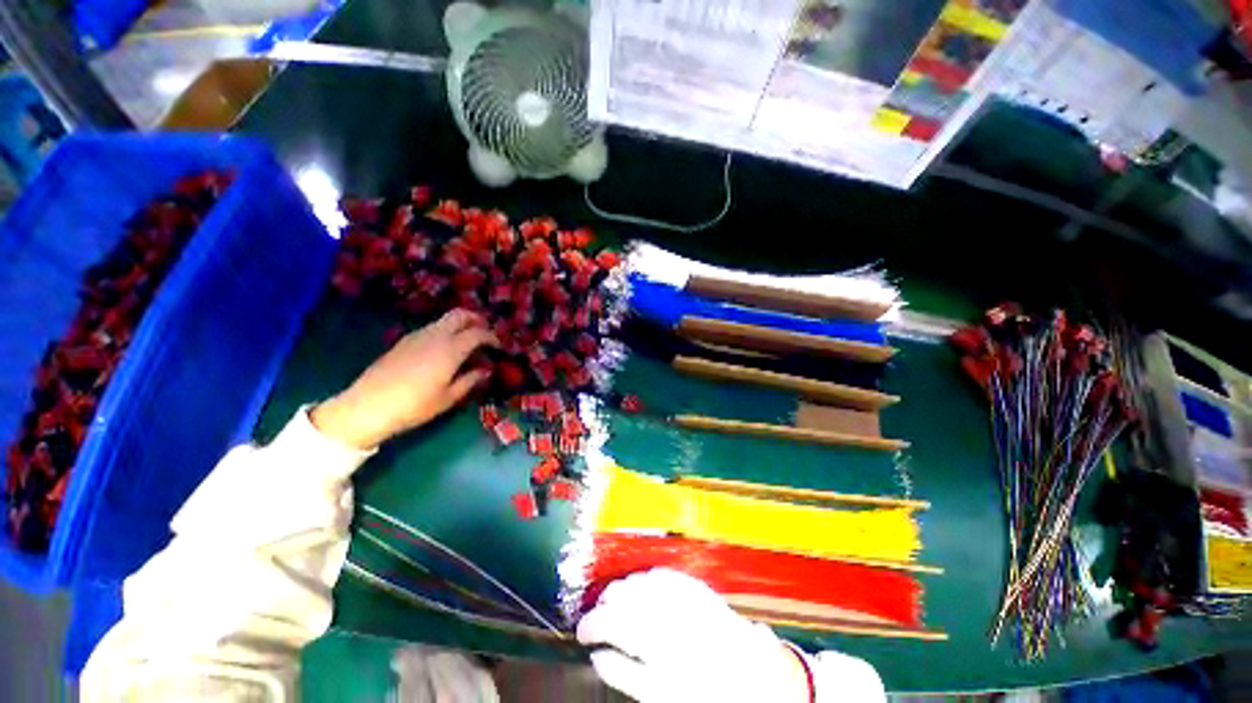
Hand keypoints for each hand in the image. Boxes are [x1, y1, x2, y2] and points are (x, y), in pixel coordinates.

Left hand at [311, 310, 496, 448]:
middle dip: (476, 319)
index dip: (492, 337)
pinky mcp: (403, 341)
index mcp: (450, 349)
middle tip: (485, 332)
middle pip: (460, 314)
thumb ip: (470, 380)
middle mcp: (435, 336)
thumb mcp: (448, 397)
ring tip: (466, 344)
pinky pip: (431, 329)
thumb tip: (484, 370)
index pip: (478, 333)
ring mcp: (416, 336)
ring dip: (459, 325)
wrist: (367, 406)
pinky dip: (444, 332)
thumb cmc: (414, 405)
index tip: (498, 347)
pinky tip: (443, 351)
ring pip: (444, 320)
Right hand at [576, 569, 812, 702]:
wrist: (752, 676)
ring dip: (622, 589)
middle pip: (624, 598)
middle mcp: (669, 614)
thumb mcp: (661, 694)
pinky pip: (663, 574)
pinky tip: (641, 585)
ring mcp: (683, 596)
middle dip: (603, 605)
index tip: (580, 632)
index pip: (612, 625)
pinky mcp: (696, 586)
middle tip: (596, 617)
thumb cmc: (704, 691)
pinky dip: (647, 579)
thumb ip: (625, 673)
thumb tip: (597, 654)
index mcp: (658, 646)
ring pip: (640, 581)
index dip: (591, 626)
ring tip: (614, 600)